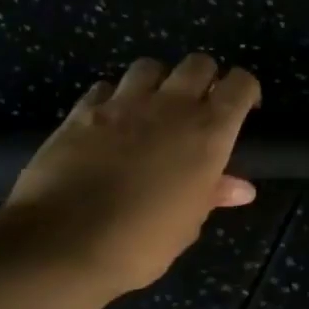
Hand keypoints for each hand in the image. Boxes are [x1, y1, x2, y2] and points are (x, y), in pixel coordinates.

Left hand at [1, 54, 260, 296]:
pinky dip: (114, 98)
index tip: (244, 110)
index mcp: (208, 133)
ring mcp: (123, 104)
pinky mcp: (82, 110)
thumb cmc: (141, 243)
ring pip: (150, 66)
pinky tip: (111, 121)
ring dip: (159, 82)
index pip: (240, 85)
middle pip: (198, 64)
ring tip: (153, 109)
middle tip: (199, 109)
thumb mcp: (188, 223)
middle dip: (205, 79)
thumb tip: (241, 187)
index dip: (245, 91)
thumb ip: (214, 193)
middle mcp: (170, 106)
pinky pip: (105, 87)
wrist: (63, 244)